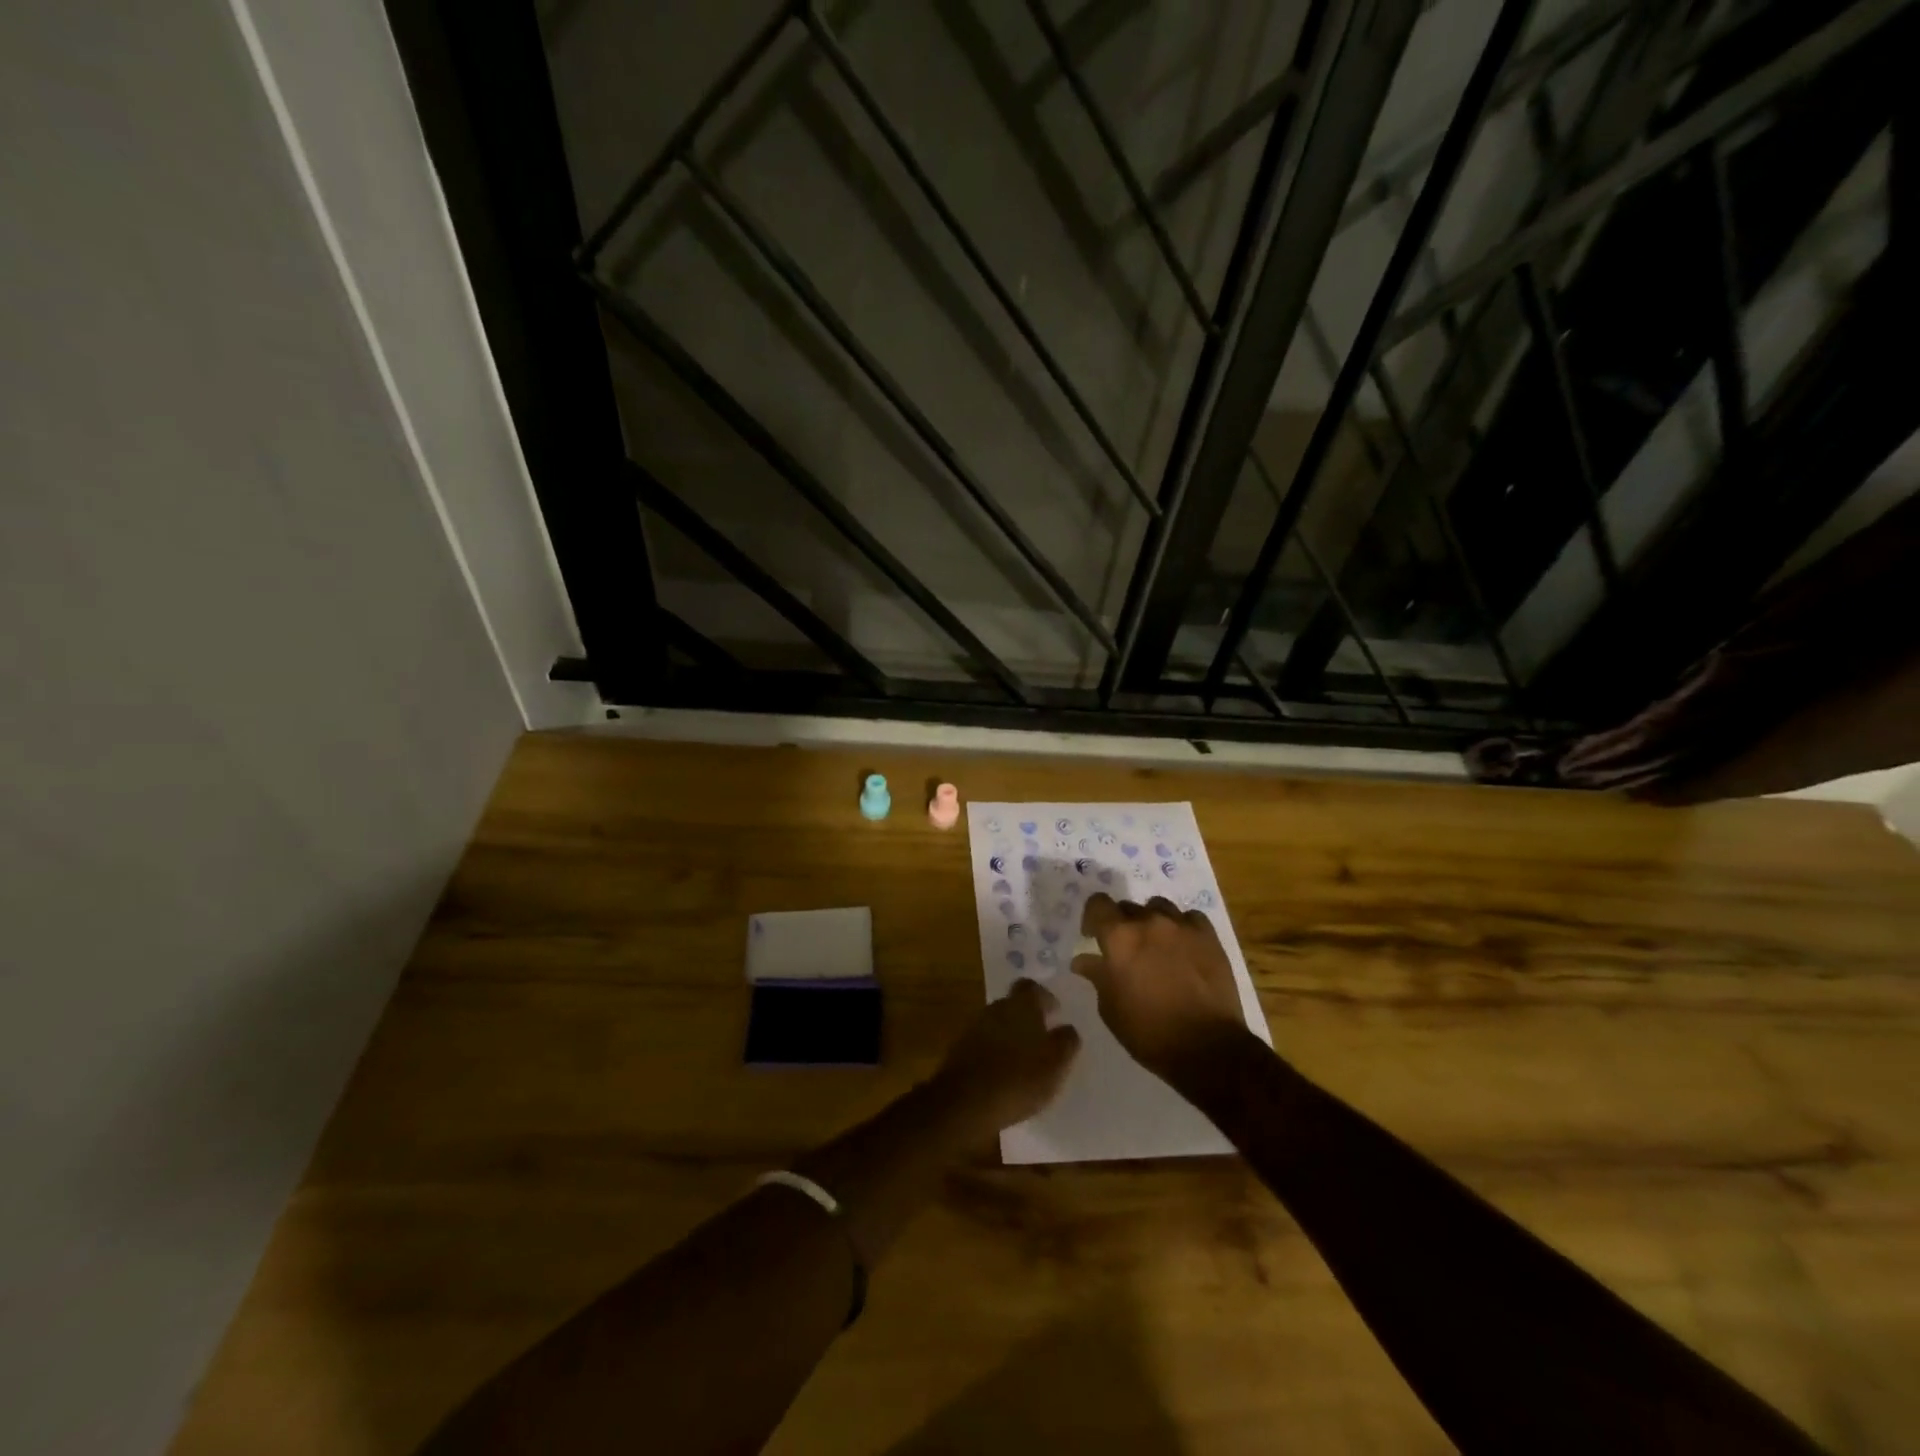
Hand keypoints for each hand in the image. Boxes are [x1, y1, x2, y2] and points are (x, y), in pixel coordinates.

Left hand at [929, 979, 1080, 1139]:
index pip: (1033, 987)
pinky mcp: (960, 1049)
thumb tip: (1068, 1028)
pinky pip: (984, 1043)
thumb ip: (1066, 1042)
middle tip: (1042, 1039)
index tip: (1055, 1013)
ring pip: (998, 1024)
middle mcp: (996, 1008)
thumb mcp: (1055, 1064)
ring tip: (1025, 1061)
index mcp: (1021, 1005)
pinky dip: (995, 1053)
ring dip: (1010, 1037)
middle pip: (1013, 1004)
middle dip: (1027, 1018)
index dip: (1045, 997)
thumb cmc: (1019, 1078)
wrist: (965, 1102)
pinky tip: (1004, 1075)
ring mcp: (974, 1027)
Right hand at [1074, 893, 1250, 1080]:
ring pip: (1159, 907)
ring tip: (1157, 946)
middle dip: (1123, 924)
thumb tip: (1083, 960)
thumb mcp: (1111, 1008)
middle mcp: (1149, 922)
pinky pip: (1189, 918)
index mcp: (1119, 938)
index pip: (1098, 903)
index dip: (1093, 917)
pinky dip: (1182, 927)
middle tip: (1127, 951)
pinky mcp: (1208, 936)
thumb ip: (1097, 976)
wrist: (1207, 1048)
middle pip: (1128, 907)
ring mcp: (1181, 926)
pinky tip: (1183, 947)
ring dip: (1152, 922)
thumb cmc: (1149, 1032)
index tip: (1094, 936)